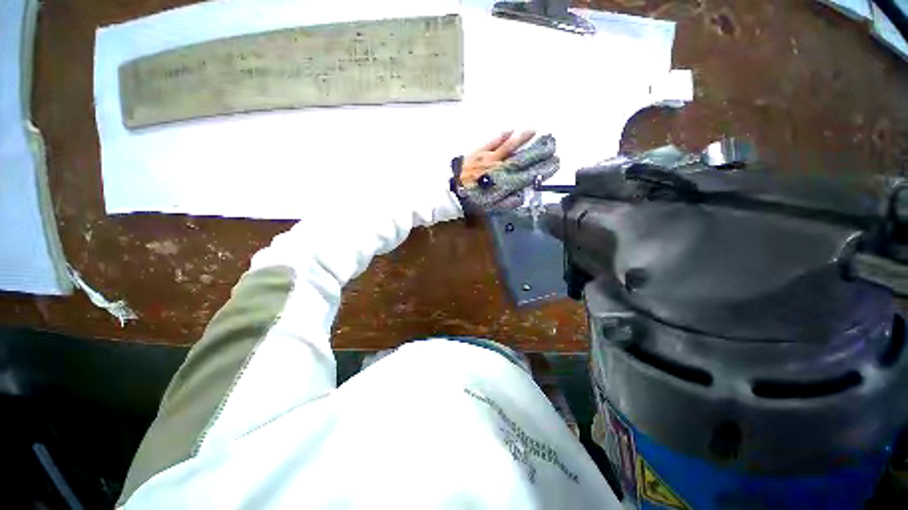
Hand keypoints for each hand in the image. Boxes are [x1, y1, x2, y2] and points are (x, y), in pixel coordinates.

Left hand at [452, 131, 558, 212]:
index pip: (528, 174)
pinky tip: (511, 129)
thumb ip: (508, 202)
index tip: (555, 163)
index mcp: (504, 183)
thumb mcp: (491, 208)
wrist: (451, 192)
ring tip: (536, 130)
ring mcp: (490, 158)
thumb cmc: (472, 201)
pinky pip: (493, 141)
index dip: (542, 168)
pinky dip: (502, 135)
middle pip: (523, 157)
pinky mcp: (479, 152)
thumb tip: (523, 195)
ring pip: (510, 146)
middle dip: (539, 150)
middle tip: (552, 142)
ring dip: (524, 138)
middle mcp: (500, 168)